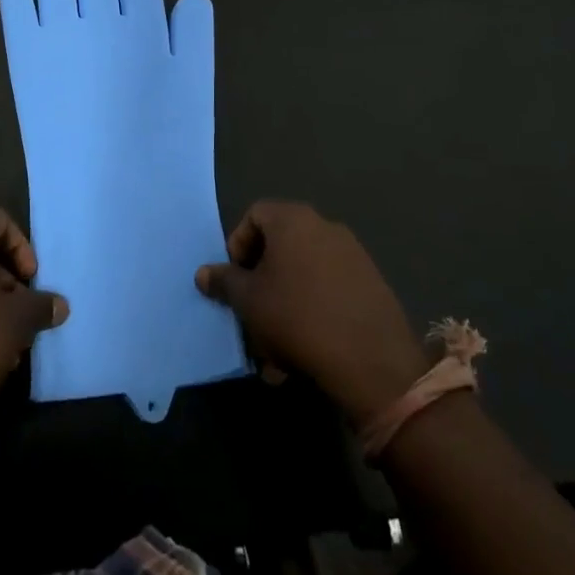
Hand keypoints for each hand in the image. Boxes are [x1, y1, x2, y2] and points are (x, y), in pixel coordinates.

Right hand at [196, 201, 427, 423]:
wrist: (371, 360)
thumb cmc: (296, 317)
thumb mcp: (248, 301)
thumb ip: (224, 281)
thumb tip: (204, 273)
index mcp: (293, 220)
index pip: (255, 214)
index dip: (238, 244)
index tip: (235, 278)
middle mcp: (325, 227)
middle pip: (280, 246)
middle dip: (261, 282)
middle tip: (252, 314)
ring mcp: (353, 255)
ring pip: (304, 275)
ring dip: (284, 304)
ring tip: (276, 349)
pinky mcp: (371, 285)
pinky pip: (329, 291)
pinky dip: (312, 313)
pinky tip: (305, 352)